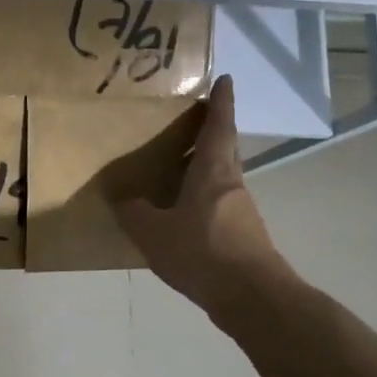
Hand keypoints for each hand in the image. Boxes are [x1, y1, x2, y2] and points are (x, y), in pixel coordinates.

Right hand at [116, 75, 298, 326]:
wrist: (251, 297)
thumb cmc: (202, 252)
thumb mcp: (154, 232)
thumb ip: (135, 213)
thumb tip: (125, 200)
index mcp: (213, 172)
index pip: (219, 126)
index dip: (221, 102)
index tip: (225, 79)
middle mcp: (231, 184)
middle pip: (223, 150)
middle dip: (209, 134)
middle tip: (187, 124)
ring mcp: (240, 212)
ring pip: (219, 180)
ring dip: (201, 170)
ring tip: (173, 172)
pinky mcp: (242, 237)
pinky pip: (216, 207)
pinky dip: (199, 201)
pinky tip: (180, 218)